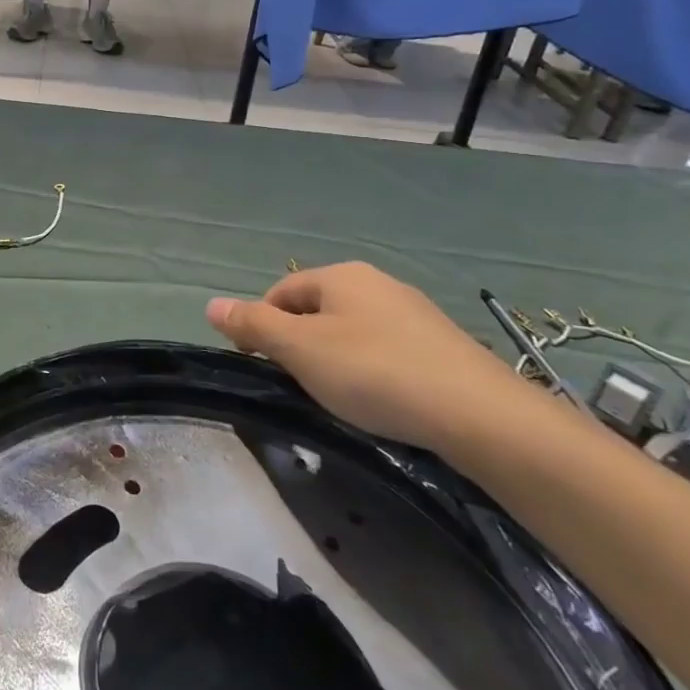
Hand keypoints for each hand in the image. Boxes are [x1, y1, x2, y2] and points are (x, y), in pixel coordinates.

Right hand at [205, 262, 533, 454]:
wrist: (477, 413)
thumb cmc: (374, 372)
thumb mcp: (301, 350)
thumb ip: (254, 325)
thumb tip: (211, 304)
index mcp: (340, 275)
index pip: (281, 291)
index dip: (261, 324)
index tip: (259, 365)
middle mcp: (376, 282)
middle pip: (316, 308)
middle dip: (298, 342)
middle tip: (298, 384)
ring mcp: (412, 312)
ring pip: (351, 329)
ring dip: (333, 357)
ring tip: (338, 396)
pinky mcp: (439, 344)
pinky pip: (385, 348)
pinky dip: (370, 369)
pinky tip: (380, 399)